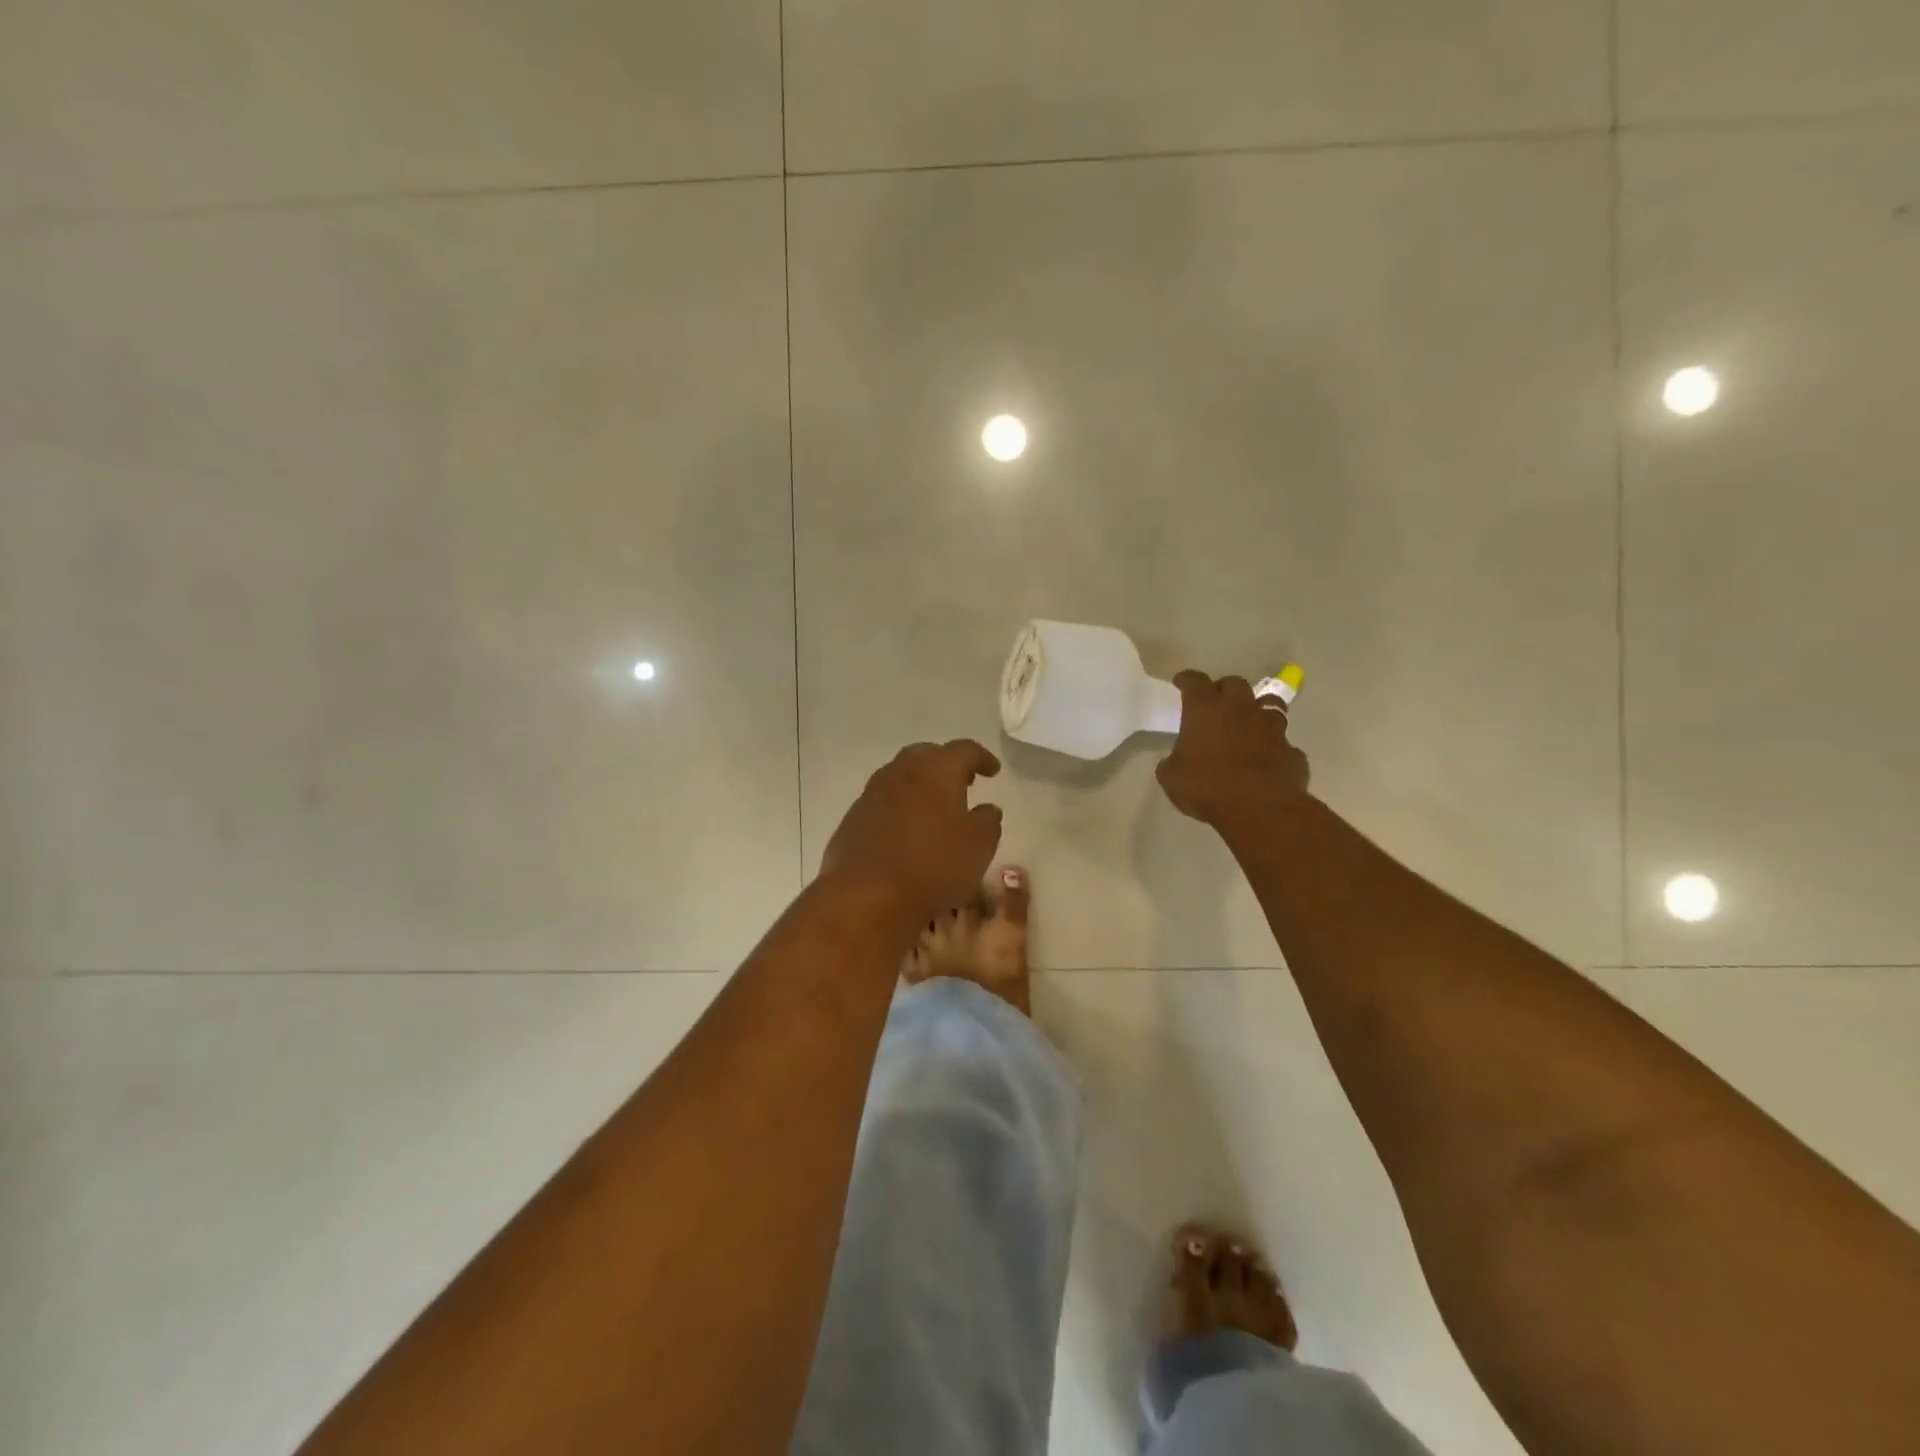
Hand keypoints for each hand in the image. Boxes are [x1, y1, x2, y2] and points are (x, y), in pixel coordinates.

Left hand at [821, 740, 1004, 917]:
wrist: (866, 896)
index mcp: (937, 770)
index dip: (981, 757)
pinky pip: (883, 800)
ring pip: (901, 775)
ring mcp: (873, 793)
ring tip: (934, 805)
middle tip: (963, 783)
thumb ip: (988, 822)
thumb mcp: (979, 847)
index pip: (964, 750)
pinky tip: (906, 829)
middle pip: (927, 754)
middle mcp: (902, 772)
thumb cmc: (933, 866)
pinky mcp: (853, 817)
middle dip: (947, 764)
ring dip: (920, 783)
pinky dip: (899, 805)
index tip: (992, 770)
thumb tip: (987, 808)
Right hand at [1156, 672, 1310, 827]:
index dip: (1187, 680)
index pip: (1194, 682)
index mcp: (1206, 710)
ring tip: (1249, 724)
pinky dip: (1275, 748)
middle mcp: (1240, 709)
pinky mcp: (1292, 751)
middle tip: (1217, 703)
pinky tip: (1268, 761)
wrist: (1259, 808)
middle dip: (1224, 689)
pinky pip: (1283, 744)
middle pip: (1235, 684)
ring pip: (1269, 704)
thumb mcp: (1172, 778)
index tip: (1181, 682)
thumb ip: (1172, 763)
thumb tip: (1173, 762)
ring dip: (1257, 711)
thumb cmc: (1207, 787)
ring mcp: (1271, 728)